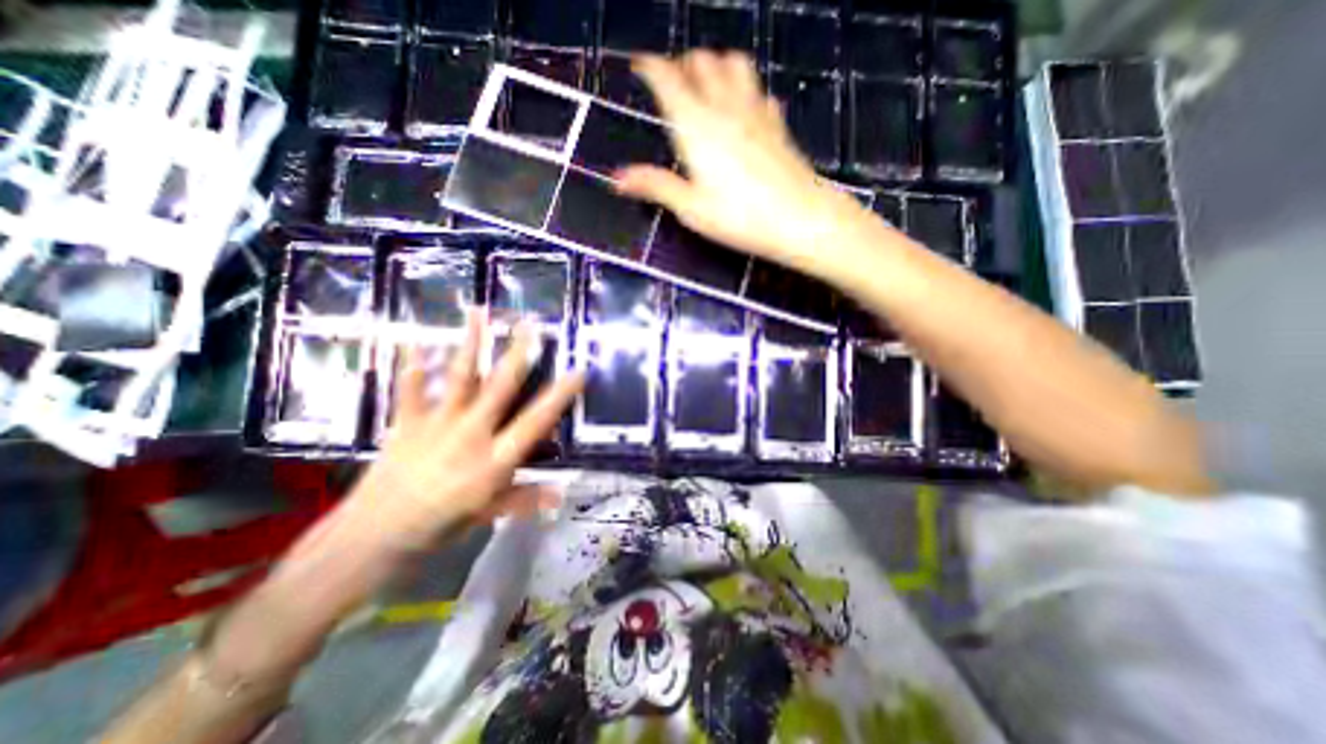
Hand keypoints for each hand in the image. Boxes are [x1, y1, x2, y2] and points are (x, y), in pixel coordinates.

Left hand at [354, 310, 580, 549]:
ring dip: (470, 343)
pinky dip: (412, 365)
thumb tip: (561, 494)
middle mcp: (471, 434)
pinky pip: (410, 389)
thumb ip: (524, 499)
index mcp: (495, 459)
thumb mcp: (488, 514)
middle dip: (518, 354)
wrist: (372, 538)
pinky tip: (412, 340)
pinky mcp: (407, 422)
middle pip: (500, 387)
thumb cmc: (440, 527)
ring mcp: (437, 424)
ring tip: (478, 312)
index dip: (559, 396)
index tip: (578, 371)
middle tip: (531, 325)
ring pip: (460, 377)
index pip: (535, 421)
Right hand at [623, 51, 878, 280]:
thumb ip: (655, 186)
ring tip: (707, 84)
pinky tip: (745, 106)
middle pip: (702, 61)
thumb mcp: (691, 208)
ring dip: (716, 64)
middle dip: (683, 63)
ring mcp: (756, 112)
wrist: (800, 219)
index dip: (651, 67)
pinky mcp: (777, 124)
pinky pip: (760, 91)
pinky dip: (746, 88)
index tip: (639, 64)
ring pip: (735, 64)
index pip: (668, 80)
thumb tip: (615, 178)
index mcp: (696, 126)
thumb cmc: (740, 217)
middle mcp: (725, 108)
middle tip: (672, 80)